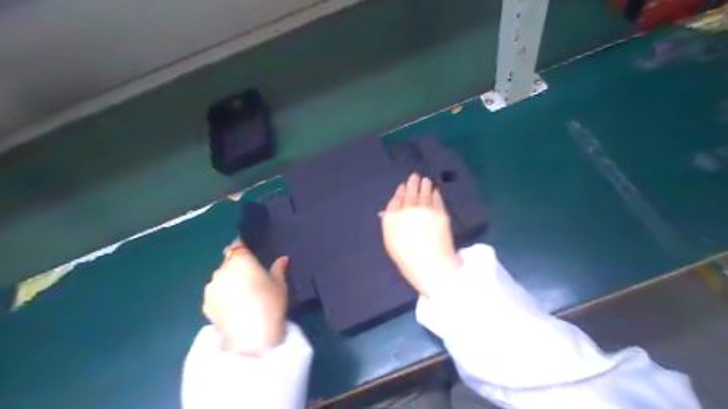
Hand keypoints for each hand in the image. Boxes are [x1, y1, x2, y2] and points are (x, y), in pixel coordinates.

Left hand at [203, 241, 290, 355]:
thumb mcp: (280, 284)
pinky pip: (214, 294)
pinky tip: (232, 308)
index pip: (237, 246)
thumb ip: (279, 268)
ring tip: (240, 296)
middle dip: (236, 268)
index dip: (242, 249)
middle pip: (228, 263)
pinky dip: (221, 296)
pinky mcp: (205, 305)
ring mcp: (211, 288)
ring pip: (219, 279)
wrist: (251, 337)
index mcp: (241, 261)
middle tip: (250, 280)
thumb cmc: (270, 304)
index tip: (249, 256)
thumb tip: (283, 258)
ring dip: (227, 282)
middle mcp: (222, 270)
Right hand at [382, 172, 458, 296]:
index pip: (395, 200)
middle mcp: (407, 208)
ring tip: (425, 180)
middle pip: (409, 192)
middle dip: (412, 183)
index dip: (400, 192)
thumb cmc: (407, 259)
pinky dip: (435, 193)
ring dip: (424, 184)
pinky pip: (436, 198)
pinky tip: (435, 191)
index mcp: (392, 217)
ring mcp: (424, 208)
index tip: (402, 187)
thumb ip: (390, 223)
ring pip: (424, 191)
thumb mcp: (391, 242)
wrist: (431, 266)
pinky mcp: (439, 212)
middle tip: (415, 176)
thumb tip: (391, 211)